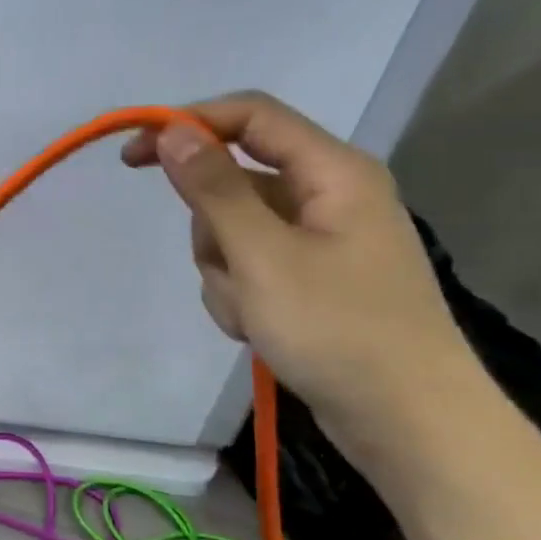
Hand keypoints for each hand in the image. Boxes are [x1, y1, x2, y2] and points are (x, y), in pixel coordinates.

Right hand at [122, 91, 480, 457]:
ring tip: (253, 313)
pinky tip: (259, 329)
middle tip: (232, 270)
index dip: (188, 124)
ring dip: (225, 271)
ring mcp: (319, 242)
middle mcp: (328, 196)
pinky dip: (240, 295)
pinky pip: (250, 267)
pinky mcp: (310, 280)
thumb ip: (214, 189)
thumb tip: (172, 130)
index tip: (133, 156)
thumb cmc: (338, 330)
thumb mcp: (263, 255)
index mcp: (332, 172)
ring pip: (234, 231)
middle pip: (235, 183)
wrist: (407, 423)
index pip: (250, 116)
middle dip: (213, 229)